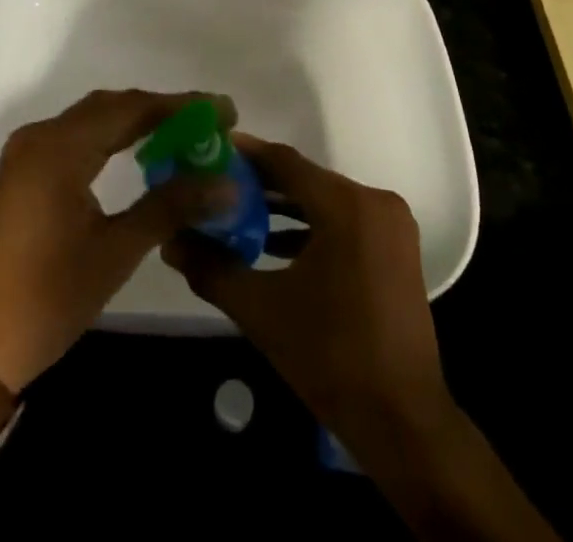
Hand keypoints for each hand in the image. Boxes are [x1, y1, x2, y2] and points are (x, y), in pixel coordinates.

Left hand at [0, 89, 234, 392]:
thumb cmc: (44, 299)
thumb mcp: (114, 252)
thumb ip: (170, 207)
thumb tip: (226, 184)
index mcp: (59, 148)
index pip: (131, 109)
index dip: (180, 106)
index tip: (224, 110)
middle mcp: (40, 137)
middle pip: (111, 107)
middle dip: (162, 111)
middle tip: (208, 123)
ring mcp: (27, 153)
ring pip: (92, 121)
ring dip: (137, 122)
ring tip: (184, 135)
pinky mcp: (23, 172)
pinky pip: (75, 138)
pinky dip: (111, 139)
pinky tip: (138, 154)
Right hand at [162, 134, 451, 446]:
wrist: (402, 421)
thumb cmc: (331, 357)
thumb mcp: (262, 310)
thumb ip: (213, 268)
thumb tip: (170, 241)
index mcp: (347, 205)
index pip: (285, 162)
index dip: (245, 155)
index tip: (209, 150)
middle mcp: (374, 202)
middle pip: (306, 179)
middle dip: (260, 184)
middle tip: (215, 184)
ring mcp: (390, 226)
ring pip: (325, 201)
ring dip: (284, 207)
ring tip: (236, 213)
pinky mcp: (396, 249)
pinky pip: (344, 222)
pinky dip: (311, 228)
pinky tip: (273, 245)